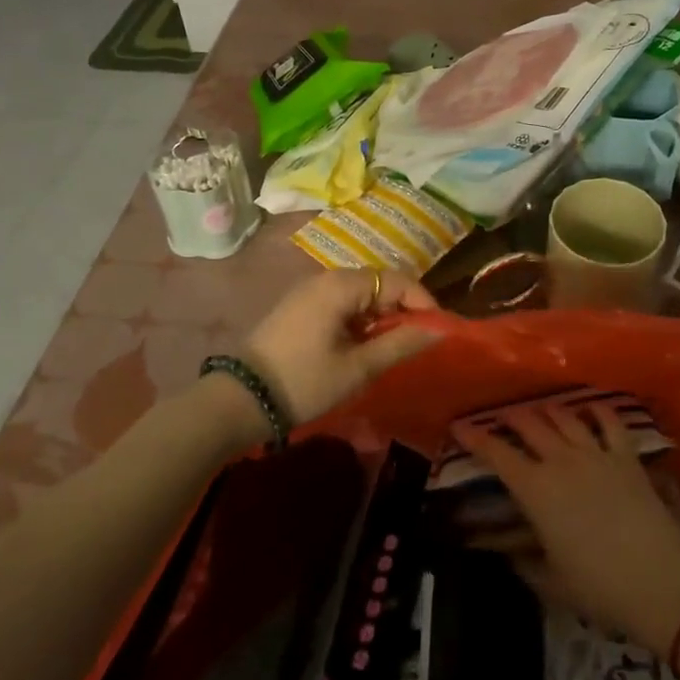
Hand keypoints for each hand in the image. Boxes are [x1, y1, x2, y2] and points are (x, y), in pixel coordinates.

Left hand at [242, 269, 440, 425]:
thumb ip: (400, 343)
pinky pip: (341, 303)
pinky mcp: (299, 308)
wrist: (240, 399)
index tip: (438, 329)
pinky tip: (362, 347)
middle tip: (417, 341)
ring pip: (360, 294)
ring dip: (381, 316)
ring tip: (392, 348)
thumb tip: (438, 329)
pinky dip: (359, 320)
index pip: (397, 280)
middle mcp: (325, 279)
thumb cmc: (304, 381)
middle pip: (379, 282)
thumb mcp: (358, 367)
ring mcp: (309, 292)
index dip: (422, 301)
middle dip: (402, 309)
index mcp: (341, 285)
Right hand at [464, 404, 679, 652]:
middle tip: (501, 417)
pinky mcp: (627, 457)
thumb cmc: (598, 587)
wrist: (659, 581)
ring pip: (566, 417)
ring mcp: (596, 454)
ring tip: (540, 409)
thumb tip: (509, 551)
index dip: (476, 438)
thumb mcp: (552, 582)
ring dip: (548, 410)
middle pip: (531, 425)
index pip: (498, 454)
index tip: (460, 427)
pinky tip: (591, 407)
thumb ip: (525, 562)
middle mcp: (561, 461)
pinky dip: (597, 410)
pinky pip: (610, 422)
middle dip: (511, 417)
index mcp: (536, 490)